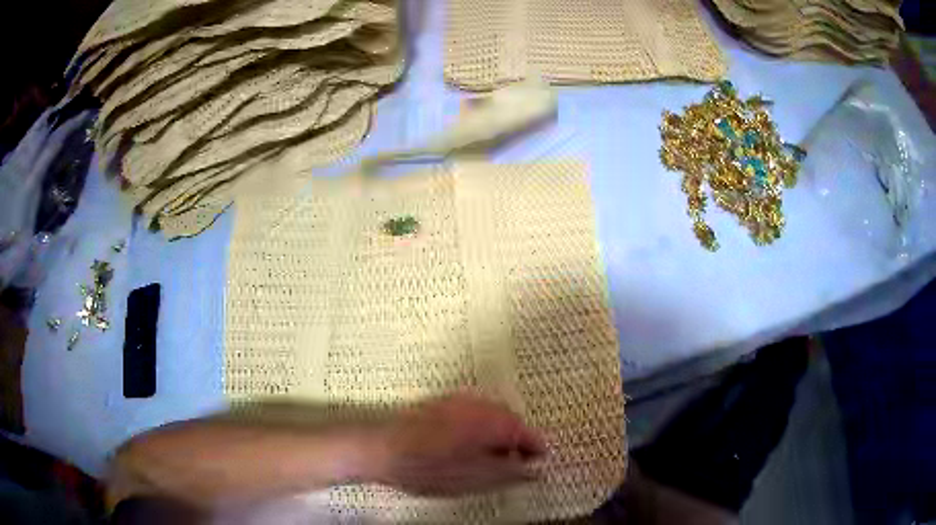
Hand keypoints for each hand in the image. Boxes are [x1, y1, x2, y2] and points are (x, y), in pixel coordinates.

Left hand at [370, 393, 546, 495]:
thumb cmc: (429, 469)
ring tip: (492, 460)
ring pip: (491, 416)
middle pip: (511, 420)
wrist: (381, 450)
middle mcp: (478, 405)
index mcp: (490, 422)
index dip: (537, 448)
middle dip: (518, 441)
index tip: (541, 463)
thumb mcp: (474, 479)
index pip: (526, 431)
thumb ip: (510, 473)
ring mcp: (458, 401)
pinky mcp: (441, 403)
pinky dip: (480, 429)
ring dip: (499, 435)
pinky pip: (473, 413)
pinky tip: (468, 448)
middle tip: (517, 465)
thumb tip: (536, 471)